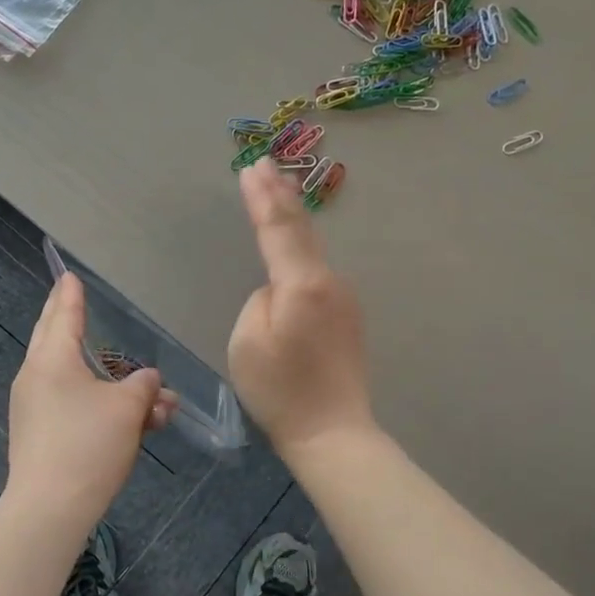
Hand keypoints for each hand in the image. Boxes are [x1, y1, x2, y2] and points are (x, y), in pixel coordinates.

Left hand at [6, 273, 176, 524]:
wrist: (50, 508)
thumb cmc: (88, 444)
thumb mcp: (127, 408)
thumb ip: (142, 386)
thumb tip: (148, 379)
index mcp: (52, 359)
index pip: (63, 314)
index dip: (70, 294)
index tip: (69, 276)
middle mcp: (36, 377)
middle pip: (54, 338)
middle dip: (68, 319)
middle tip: (69, 298)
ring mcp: (34, 407)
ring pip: (74, 379)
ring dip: (109, 381)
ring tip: (155, 400)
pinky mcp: (39, 435)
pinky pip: (72, 406)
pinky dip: (99, 405)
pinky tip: (135, 423)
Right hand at [228, 160, 375, 456]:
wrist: (332, 431)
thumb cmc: (281, 390)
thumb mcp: (248, 340)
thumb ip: (260, 298)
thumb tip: (277, 287)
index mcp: (303, 284)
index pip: (278, 228)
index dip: (262, 197)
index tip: (251, 167)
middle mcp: (330, 282)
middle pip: (302, 230)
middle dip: (281, 195)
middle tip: (266, 164)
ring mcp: (344, 299)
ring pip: (312, 250)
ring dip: (293, 219)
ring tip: (279, 189)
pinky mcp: (346, 316)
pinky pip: (317, 271)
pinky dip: (301, 248)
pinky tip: (295, 242)